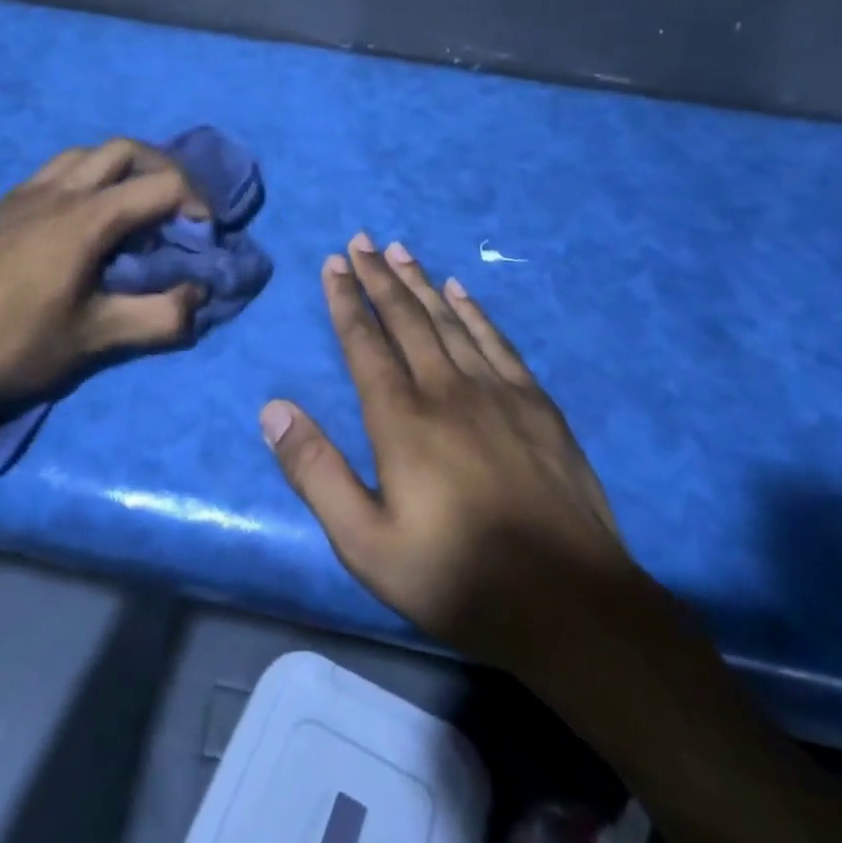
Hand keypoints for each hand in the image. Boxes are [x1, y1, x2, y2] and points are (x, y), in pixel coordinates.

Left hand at [0, 139, 208, 431]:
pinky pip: (53, 173)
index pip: (162, 184)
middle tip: (177, 211)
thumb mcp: (92, 340)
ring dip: (120, 171)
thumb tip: (199, 299)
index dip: (197, 203)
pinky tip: (76, 225)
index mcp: (86, 217)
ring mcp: (22, 195)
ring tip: (130, 213)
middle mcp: (58, 191)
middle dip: (163, 171)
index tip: (204, 238)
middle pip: (125, 149)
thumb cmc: (9, 345)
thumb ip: (158, 319)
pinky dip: (84, 181)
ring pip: (84, 155)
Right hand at [262, 234, 631, 672]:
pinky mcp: (536, 403)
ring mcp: (496, 391)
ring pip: (449, 320)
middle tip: (361, 240)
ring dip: (421, 282)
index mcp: (402, 418)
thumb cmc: (457, 576)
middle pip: (406, 318)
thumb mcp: (366, 543)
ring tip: (400, 251)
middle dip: (379, 277)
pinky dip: (475, 311)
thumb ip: (316, 472)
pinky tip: (462, 291)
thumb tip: (273, 409)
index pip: (365, 343)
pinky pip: (497, 341)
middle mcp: (446, 389)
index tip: (334, 263)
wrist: (568, 602)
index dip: (346, 300)